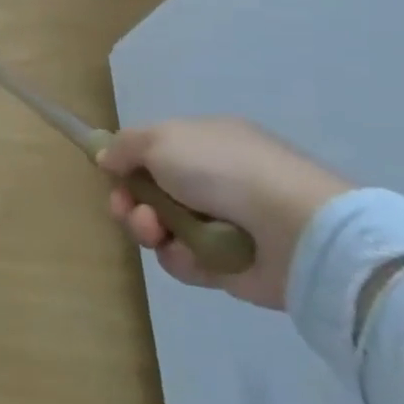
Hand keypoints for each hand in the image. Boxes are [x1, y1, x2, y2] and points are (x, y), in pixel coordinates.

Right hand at [97, 118, 351, 309]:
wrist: (295, 230)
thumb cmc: (223, 170)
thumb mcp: (161, 139)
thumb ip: (125, 145)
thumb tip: (108, 159)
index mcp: (206, 143)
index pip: (154, 153)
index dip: (127, 164)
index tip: (111, 174)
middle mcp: (214, 180)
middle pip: (150, 193)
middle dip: (129, 201)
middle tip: (128, 208)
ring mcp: (223, 223)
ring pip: (162, 229)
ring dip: (147, 229)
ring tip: (156, 231)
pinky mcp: (230, 264)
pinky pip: (186, 261)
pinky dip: (180, 258)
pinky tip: (187, 253)